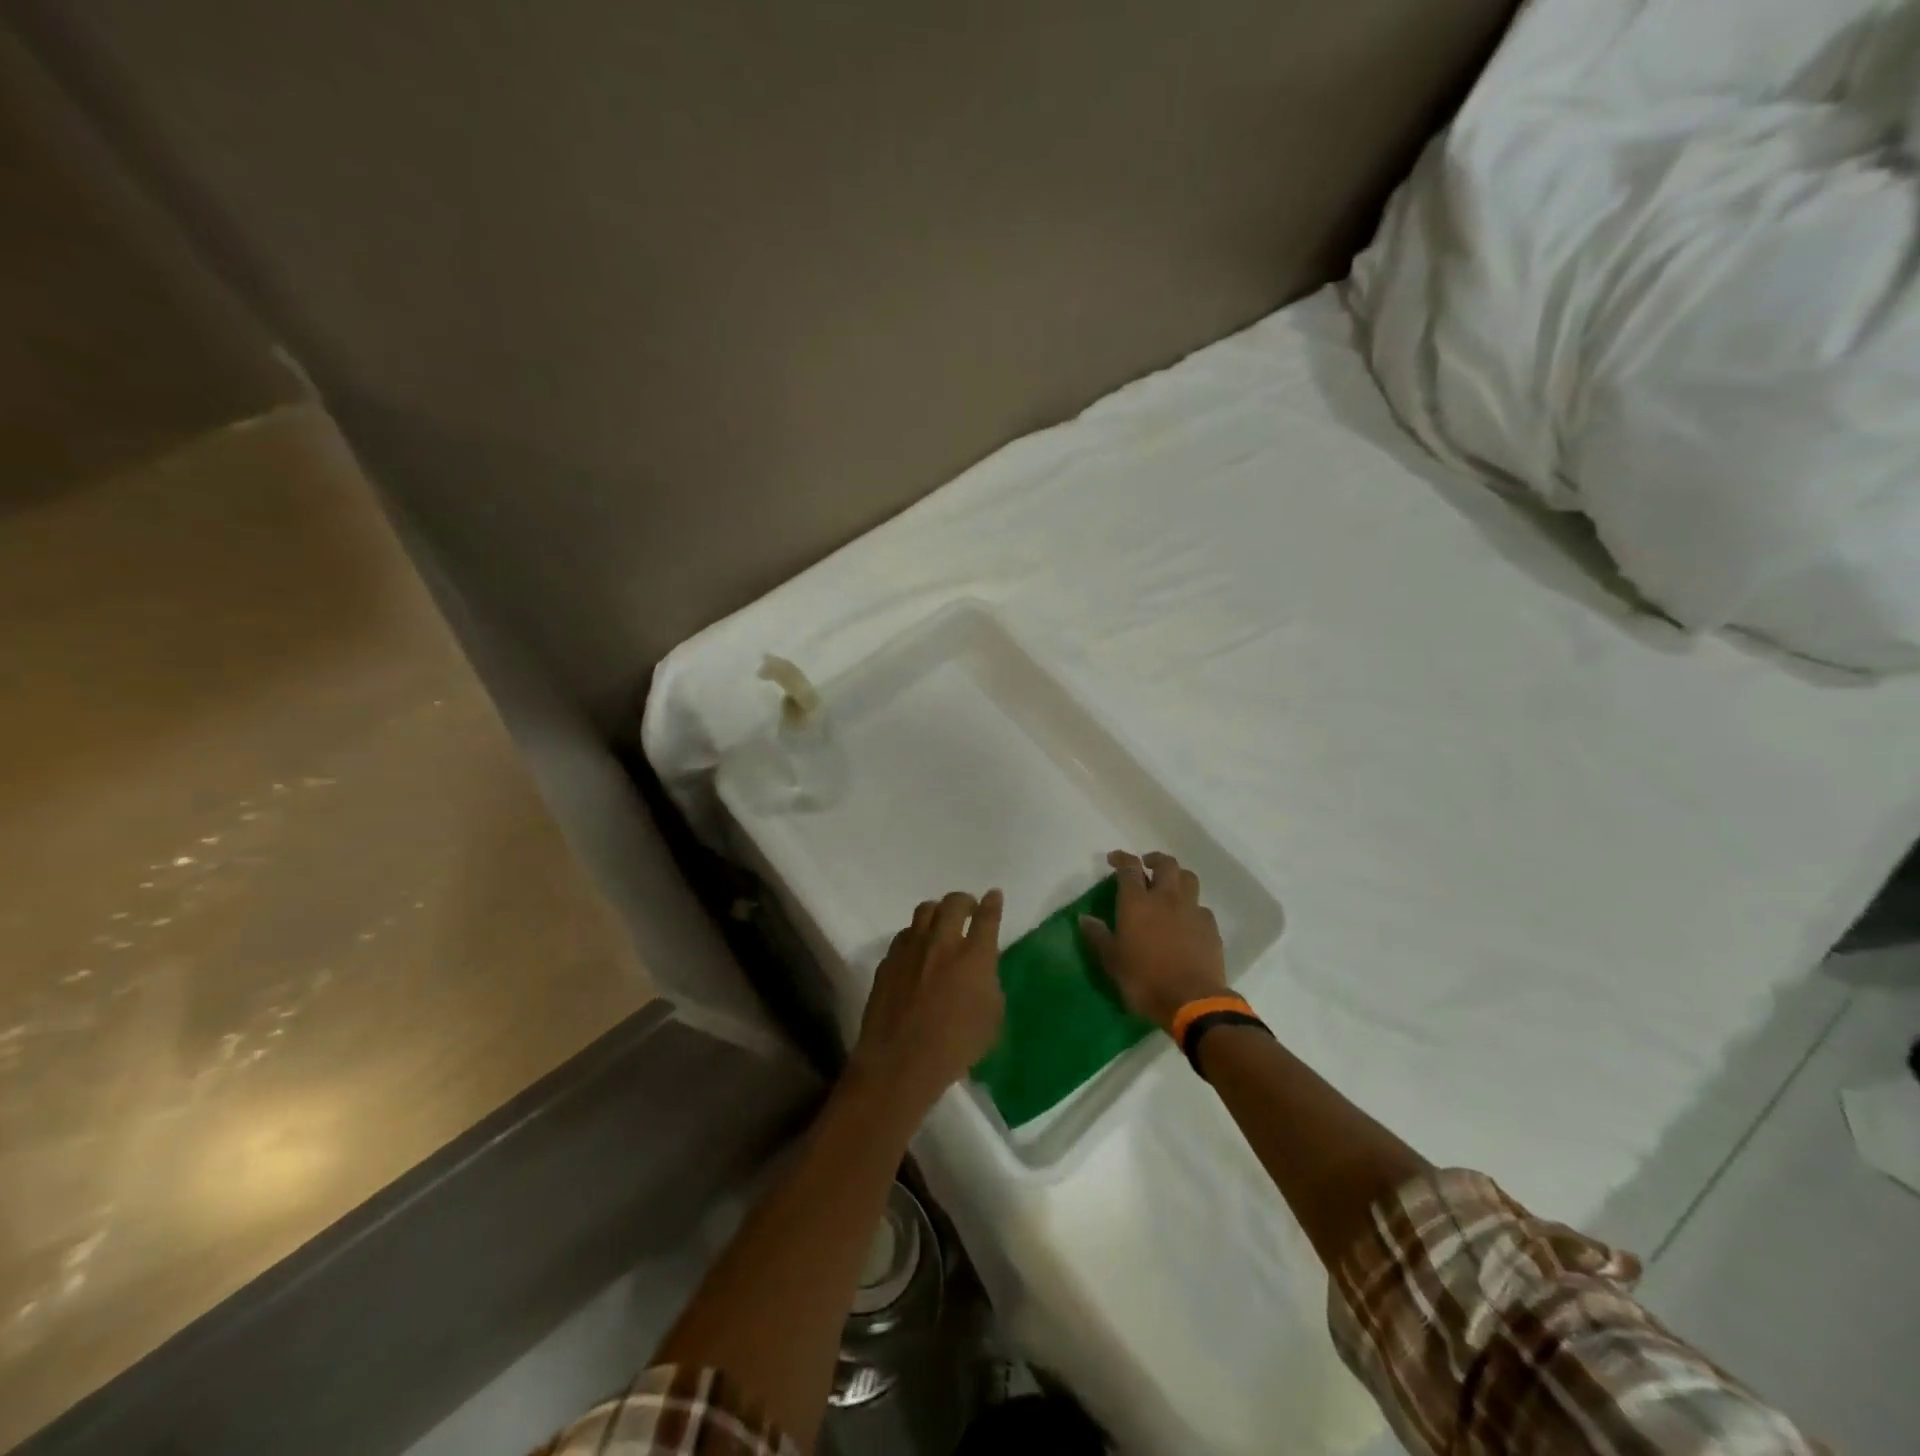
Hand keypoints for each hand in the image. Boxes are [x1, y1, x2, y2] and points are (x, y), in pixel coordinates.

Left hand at [849, 889, 1004, 1112]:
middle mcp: (942, 942)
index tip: (994, 896)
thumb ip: (989, 985)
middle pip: (954, 903)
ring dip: (938, 912)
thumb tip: (981, 970)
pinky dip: (916, 935)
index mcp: (974, 956)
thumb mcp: (991, 1019)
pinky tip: (918, 950)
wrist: (900, 1062)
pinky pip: (905, 934)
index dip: (993, 903)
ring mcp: (911, 948)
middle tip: (969, 910)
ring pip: (925, 910)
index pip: (988, 917)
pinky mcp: (889, 960)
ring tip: (941, 923)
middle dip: (965, 901)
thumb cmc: (955, 1047)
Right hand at [1080, 850, 1226, 1028]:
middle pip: (1165, 864)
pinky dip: (1192, 906)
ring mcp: (1192, 910)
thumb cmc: (1144, 979)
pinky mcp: (1210, 927)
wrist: (1191, 1001)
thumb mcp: (1111, 960)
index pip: (1129, 868)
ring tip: (1169, 886)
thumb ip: (1097, 936)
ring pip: (1188, 878)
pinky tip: (1187, 919)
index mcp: (1137, 902)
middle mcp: (1166, 898)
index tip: (1114, 858)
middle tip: (1146, 865)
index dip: (1121, 858)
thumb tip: (1084, 918)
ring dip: (1177, 876)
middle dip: (1154, 859)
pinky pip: (1201, 907)